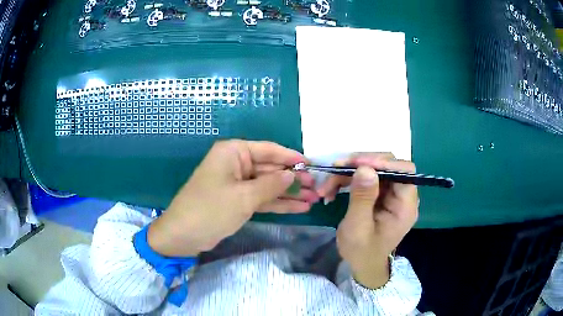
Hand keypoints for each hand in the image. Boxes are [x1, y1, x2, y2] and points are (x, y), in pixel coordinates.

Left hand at [148, 140, 318, 256]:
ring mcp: (237, 184)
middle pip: (270, 169)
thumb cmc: (211, 209)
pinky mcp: (237, 201)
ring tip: (313, 199)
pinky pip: (261, 198)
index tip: (312, 165)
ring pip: (268, 186)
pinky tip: (298, 207)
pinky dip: (278, 203)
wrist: (183, 235)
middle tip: (317, 187)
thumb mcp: (244, 196)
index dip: (291, 158)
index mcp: (233, 153)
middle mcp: (236, 164)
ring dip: (289, 193)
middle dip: (293, 180)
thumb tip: (293, 175)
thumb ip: (271, 185)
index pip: (269, 150)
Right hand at [317, 153, 418, 288]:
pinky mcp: (380, 194)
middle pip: (388, 165)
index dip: (384, 162)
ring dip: (348, 172)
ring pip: (373, 169)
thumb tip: (365, 168)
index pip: (405, 171)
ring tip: (326, 185)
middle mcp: (402, 195)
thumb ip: (362, 198)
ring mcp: (391, 194)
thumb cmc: (361, 251)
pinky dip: (348, 179)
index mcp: (405, 206)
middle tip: (336, 169)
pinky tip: (331, 189)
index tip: (357, 164)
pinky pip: (365, 178)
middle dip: (361, 164)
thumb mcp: (358, 228)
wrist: (362, 264)